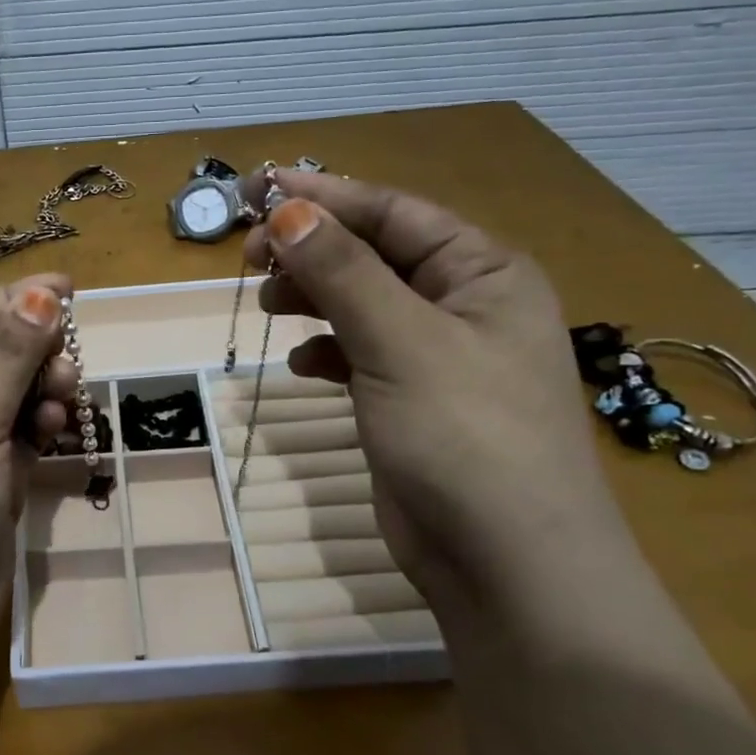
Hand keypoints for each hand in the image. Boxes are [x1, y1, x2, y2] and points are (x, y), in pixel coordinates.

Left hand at [0, 274, 76, 649]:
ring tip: (63, 406)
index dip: (13, 302)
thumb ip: (8, 357)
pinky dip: (39, 427)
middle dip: (33, 355)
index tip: (69, 291)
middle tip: (71, 365)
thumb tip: (42, 293)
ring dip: (41, 392)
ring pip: (10, 395)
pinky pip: (18, 433)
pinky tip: (57, 431)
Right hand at [245, 171, 620, 607]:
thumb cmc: (466, 436)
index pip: (394, 213)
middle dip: (313, 249)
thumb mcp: (401, 342)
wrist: (506, 565)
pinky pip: (359, 353)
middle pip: (374, 254)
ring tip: (268, 305)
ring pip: (361, 303)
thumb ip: (342, 271)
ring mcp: (437, 356)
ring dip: (313, 297)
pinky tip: (302, 364)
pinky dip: (326, 350)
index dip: (325, 196)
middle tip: (250, 255)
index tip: (258, 189)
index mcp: (483, 272)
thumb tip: (286, 210)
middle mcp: (464, 305)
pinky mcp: (410, 400)